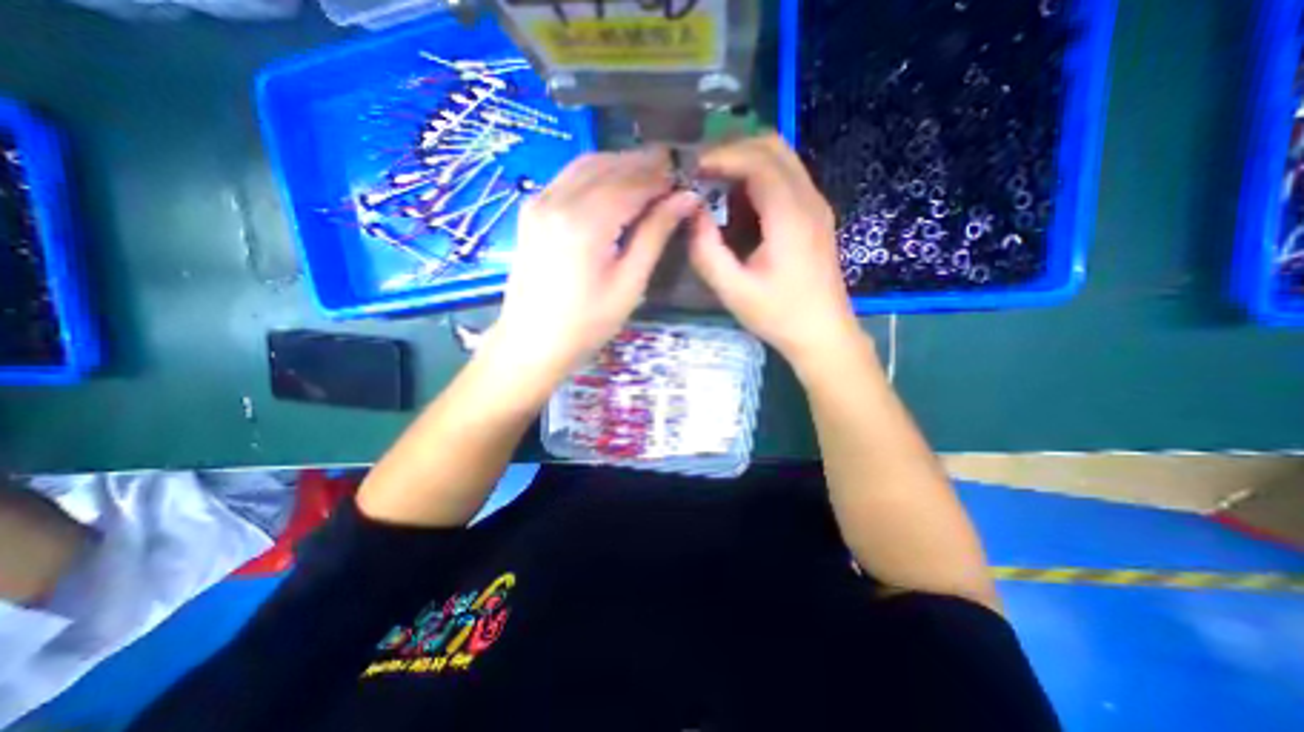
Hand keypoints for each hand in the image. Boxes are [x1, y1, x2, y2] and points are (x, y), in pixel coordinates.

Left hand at [491, 149, 703, 388]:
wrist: (532, 343)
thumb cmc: (587, 324)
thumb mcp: (629, 284)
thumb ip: (655, 235)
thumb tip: (685, 199)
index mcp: (585, 223)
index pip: (632, 184)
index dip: (661, 177)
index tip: (686, 177)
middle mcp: (558, 200)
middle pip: (608, 166)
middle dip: (643, 164)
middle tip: (672, 171)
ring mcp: (538, 202)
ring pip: (586, 165)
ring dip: (620, 165)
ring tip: (649, 175)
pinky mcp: (531, 210)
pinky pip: (568, 178)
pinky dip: (596, 174)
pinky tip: (614, 185)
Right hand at [685, 133, 862, 370]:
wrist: (823, 334)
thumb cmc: (779, 315)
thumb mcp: (733, 291)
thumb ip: (707, 251)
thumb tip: (692, 212)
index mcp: (789, 216)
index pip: (757, 160)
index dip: (721, 156)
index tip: (691, 169)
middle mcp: (808, 200)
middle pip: (773, 146)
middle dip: (733, 150)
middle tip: (701, 173)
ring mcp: (816, 206)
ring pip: (782, 159)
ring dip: (746, 163)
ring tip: (715, 187)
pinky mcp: (815, 216)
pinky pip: (787, 179)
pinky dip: (759, 179)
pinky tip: (739, 206)